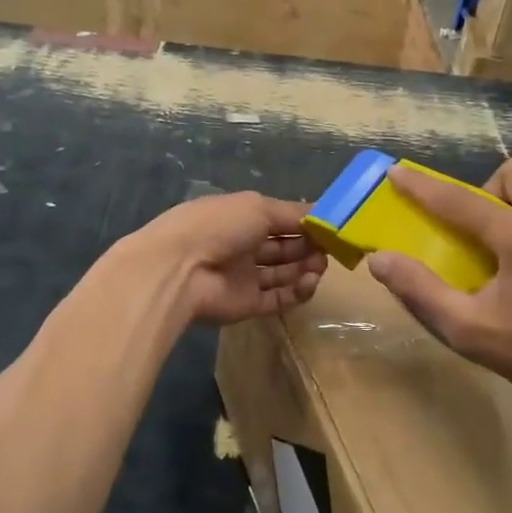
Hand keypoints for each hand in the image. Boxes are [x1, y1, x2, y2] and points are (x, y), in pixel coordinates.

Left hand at [129, 192, 325, 326]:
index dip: (305, 223)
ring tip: (319, 266)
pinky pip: (279, 298)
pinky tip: (309, 282)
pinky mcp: (247, 305)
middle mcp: (243, 246)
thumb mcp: (258, 207)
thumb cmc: (218, 226)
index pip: (280, 220)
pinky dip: (297, 291)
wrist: (179, 270)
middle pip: (284, 247)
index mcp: (241, 217)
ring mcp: (245, 277)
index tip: (331, 226)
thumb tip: (322, 212)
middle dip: (309, 246)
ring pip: (283, 274)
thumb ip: (292, 212)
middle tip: (330, 248)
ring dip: (306, 268)